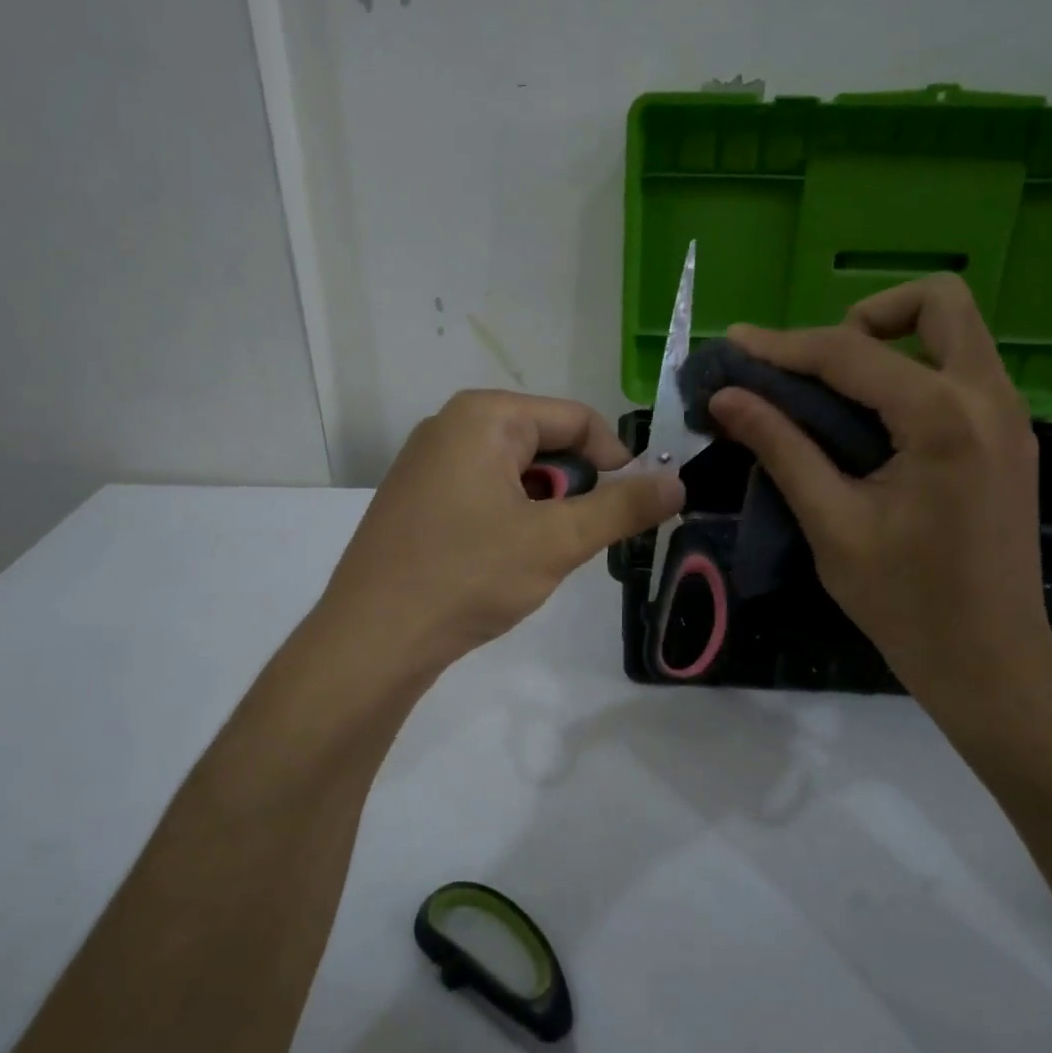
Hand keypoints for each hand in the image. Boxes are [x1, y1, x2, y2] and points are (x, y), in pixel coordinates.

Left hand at [317, 390, 682, 675]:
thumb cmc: (468, 576)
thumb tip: (678, 483)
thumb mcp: (557, 541)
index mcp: (485, 415)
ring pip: (515, 469)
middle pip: (545, 441)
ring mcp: (427, 460)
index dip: (616, 460)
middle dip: (573, 487)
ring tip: (538, 553)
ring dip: (543, 506)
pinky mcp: (415, 495)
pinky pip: (483, 488)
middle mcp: (451, 424)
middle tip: (577, 538)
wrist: (373, 637)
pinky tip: (501, 558)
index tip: (634, 505)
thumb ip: (623, 508)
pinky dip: (509, 515)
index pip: (577, 419)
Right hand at [706, 276, 1051, 713]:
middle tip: (819, 366)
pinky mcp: (1010, 438)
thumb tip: (727, 398)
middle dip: (868, 317)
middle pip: (938, 302)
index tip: (736, 343)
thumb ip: (781, 448)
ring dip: (892, 342)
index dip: (785, 345)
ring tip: (836, 394)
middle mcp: (990, 399)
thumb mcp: (831, 524)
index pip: (851, 354)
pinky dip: (912, 373)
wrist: (990, 659)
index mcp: (944, 420)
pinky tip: (873, 424)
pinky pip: (961, 372)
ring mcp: (1010, 417)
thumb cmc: (905, 602)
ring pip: (956, 333)